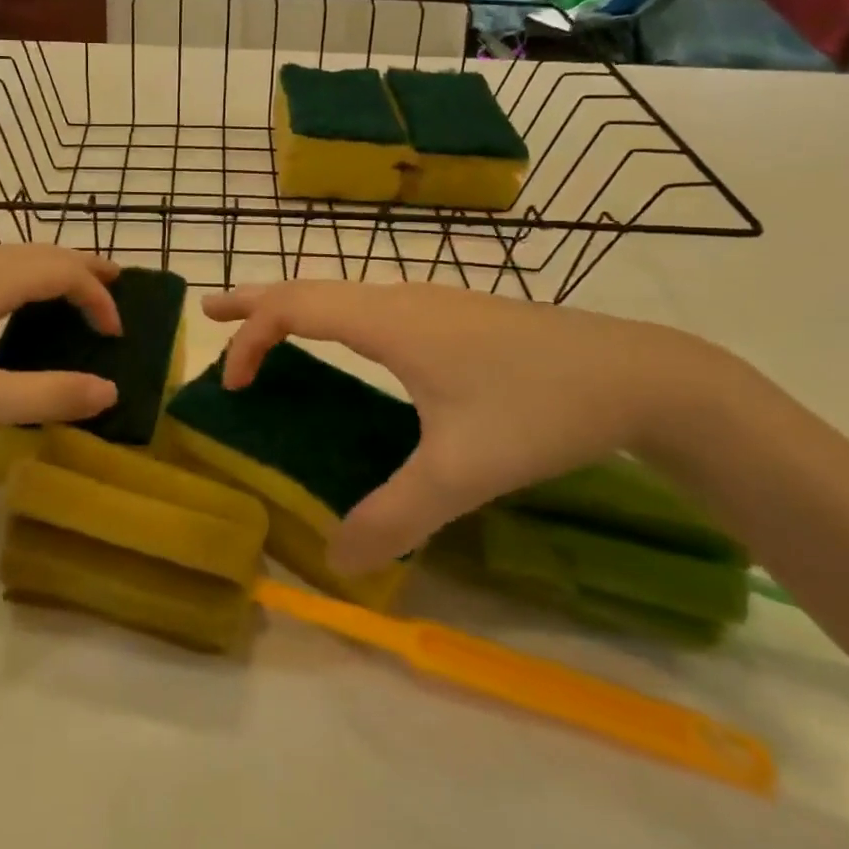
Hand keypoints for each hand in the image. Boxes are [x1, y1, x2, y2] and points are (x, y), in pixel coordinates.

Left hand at [0, 246, 122, 464]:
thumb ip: (49, 394)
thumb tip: (109, 390)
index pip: (60, 270)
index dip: (97, 297)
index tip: (116, 335)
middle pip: (37, 252)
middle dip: (81, 268)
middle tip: (116, 288)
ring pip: (8, 258)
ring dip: (47, 271)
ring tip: (73, 294)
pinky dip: (18, 280)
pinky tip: (11, 308)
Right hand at [202, 282, 727, 574]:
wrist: (636, 375)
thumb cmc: (538, 409)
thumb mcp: (462, 471)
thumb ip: (395, 516)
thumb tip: (337, 560)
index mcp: (387, 321)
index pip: (293, 309)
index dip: (251, 339)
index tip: (231, 386)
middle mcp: (399, 298)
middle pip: (309, 288)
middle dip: (255, 300)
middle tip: (211, 312)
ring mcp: (430, 302)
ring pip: (342, 293)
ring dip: (295, 307)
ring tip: (265, 327)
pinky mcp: (454, 315)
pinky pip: (369, 305)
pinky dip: (331, 316)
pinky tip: (348, 344)